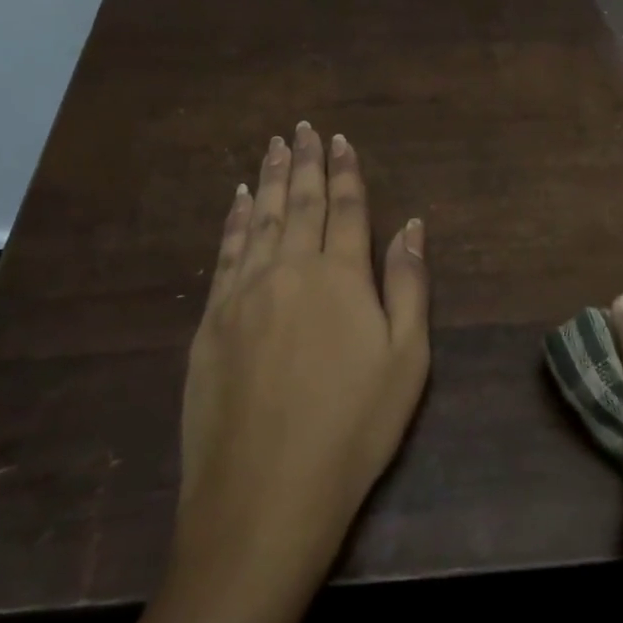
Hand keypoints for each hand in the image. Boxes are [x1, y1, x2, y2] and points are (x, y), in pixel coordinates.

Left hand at [174, 123, 430, 604]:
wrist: (264, 494)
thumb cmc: (353, 429)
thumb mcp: (406, 360)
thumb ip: (408, 285)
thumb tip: (411, 225)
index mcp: (340, 277)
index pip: (346, 208)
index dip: (345, 172)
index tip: (341, 140)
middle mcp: (289, 270)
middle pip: (298, 203)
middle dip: (304, 162)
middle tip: (303, 128)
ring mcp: (243, 293)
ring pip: (258, 218)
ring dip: (268, 179)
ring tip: (273, 146)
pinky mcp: (211, 320)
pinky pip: (224, 253)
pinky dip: (233, 219)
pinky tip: (237, 200)